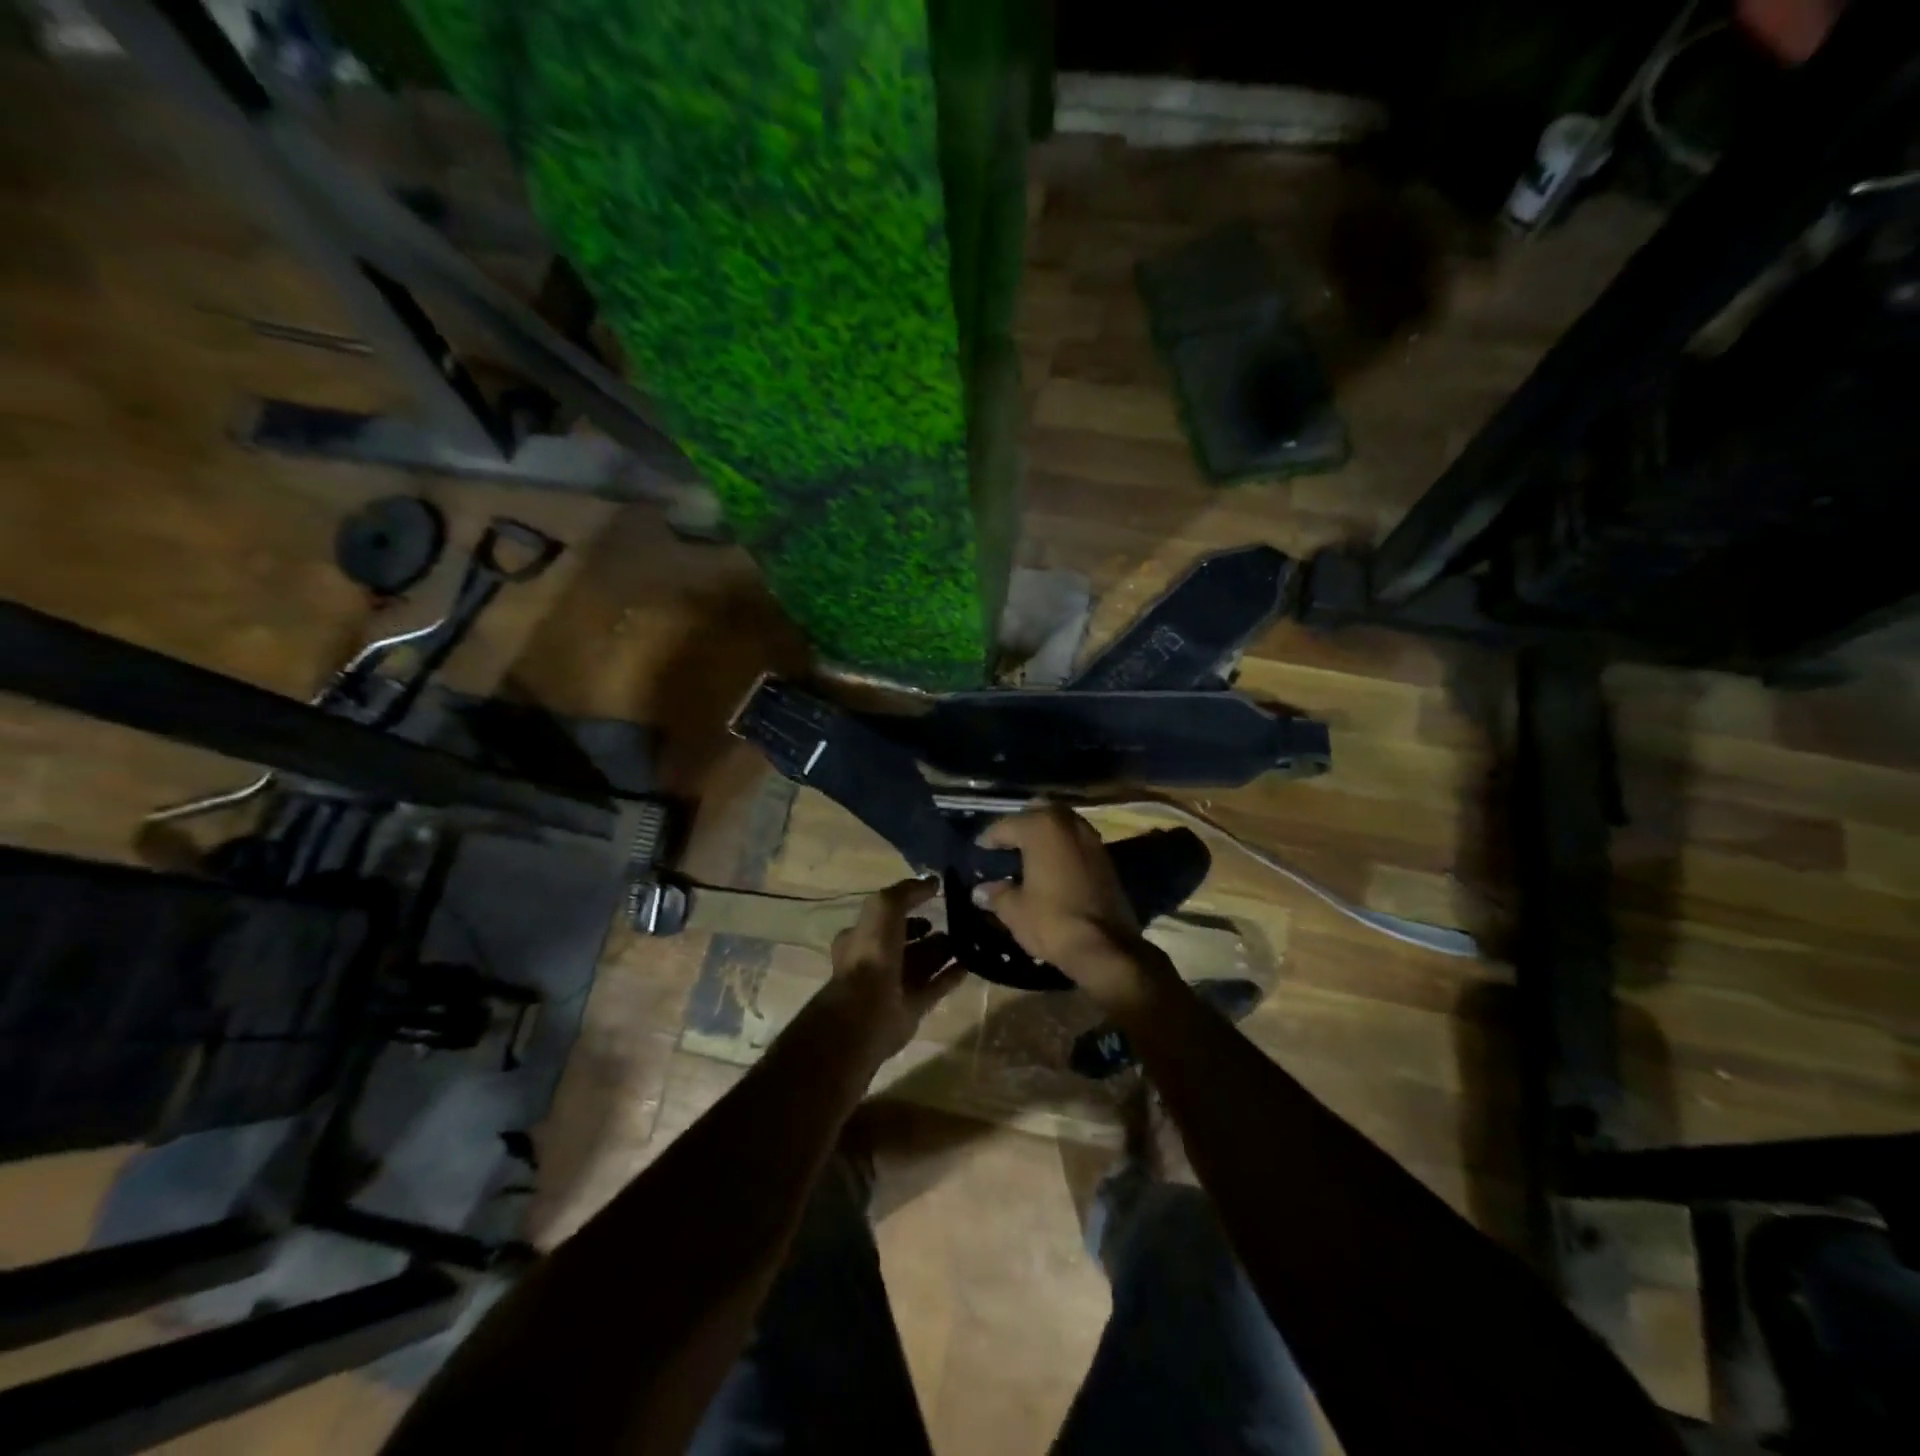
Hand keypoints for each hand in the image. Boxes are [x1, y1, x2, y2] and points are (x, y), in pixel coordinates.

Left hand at [825, 878, 963, 1064]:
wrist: (868, 1010)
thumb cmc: (872, 953)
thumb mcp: (885, 907)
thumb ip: (907, 892)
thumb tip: (932, 881)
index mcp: (861, 936)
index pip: (886, 917)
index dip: (907, 907)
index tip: (933, 899)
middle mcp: (876, 960)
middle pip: (906, 941)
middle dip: (927, 931)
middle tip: (955, 919)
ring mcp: (894, 985)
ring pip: (923, 963)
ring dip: (943, 951)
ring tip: (968, 938)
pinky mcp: (912, 1007)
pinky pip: (936, 986)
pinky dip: (951, 975)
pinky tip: (971, 963)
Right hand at [976, 807, 1168, 1011]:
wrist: (1106, 947)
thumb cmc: (1052, 921)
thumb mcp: (1014, 910)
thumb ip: (996, 894)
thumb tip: (981, 891)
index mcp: (1042, 828)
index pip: (1006, 825)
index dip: (989, 839)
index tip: (979, 851)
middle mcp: (1068, 824)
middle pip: (1039, 812)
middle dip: (1021, 826)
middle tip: (1006, 847)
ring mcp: (1091, 839)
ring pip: (1062, 824)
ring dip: (1045, 835)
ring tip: (1028, 857)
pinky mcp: (1106, 858)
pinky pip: (1076, 842)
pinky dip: (1062, 848)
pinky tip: (1051, 869)